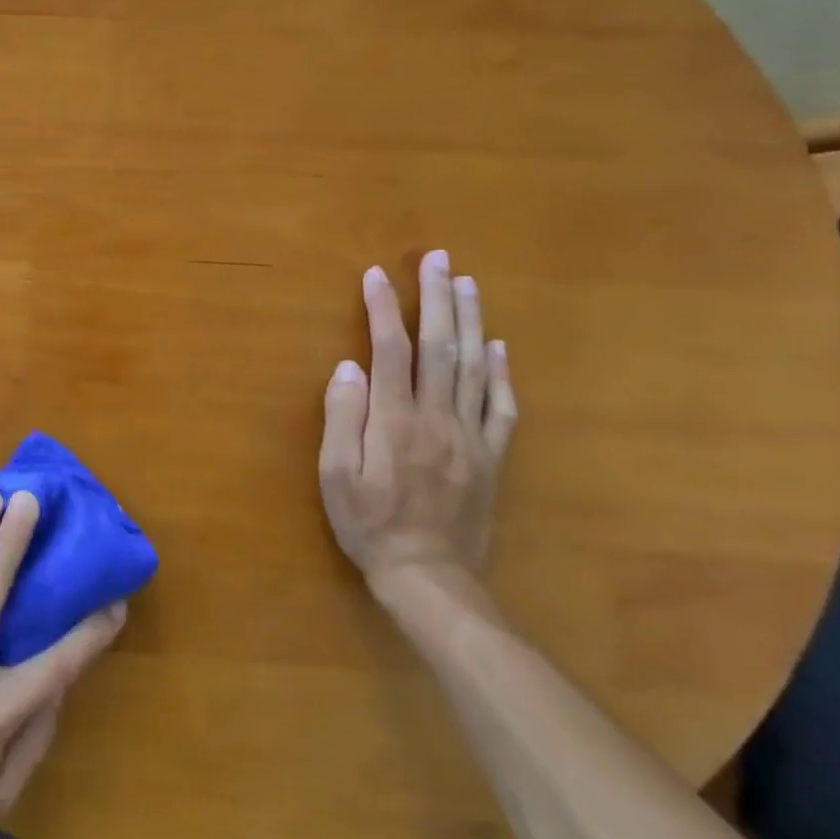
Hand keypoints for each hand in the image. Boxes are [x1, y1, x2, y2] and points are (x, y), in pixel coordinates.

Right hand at [319, 250, 517, 583]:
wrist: (429, 578)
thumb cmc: (370, 524)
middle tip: (438, 260)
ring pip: (475, 367)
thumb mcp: (336, 477)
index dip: (383, 308)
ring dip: (471, 321)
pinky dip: (503, 373)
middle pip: (441, 347)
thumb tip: (349, 367)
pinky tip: (500, 346)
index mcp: (396, 420)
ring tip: (467, 284)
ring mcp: (470, 436)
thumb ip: (342, 419)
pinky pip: (502, 408)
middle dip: (437, 299)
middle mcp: (438, 417)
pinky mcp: (491, 457)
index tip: (376, 274)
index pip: (390, 350)